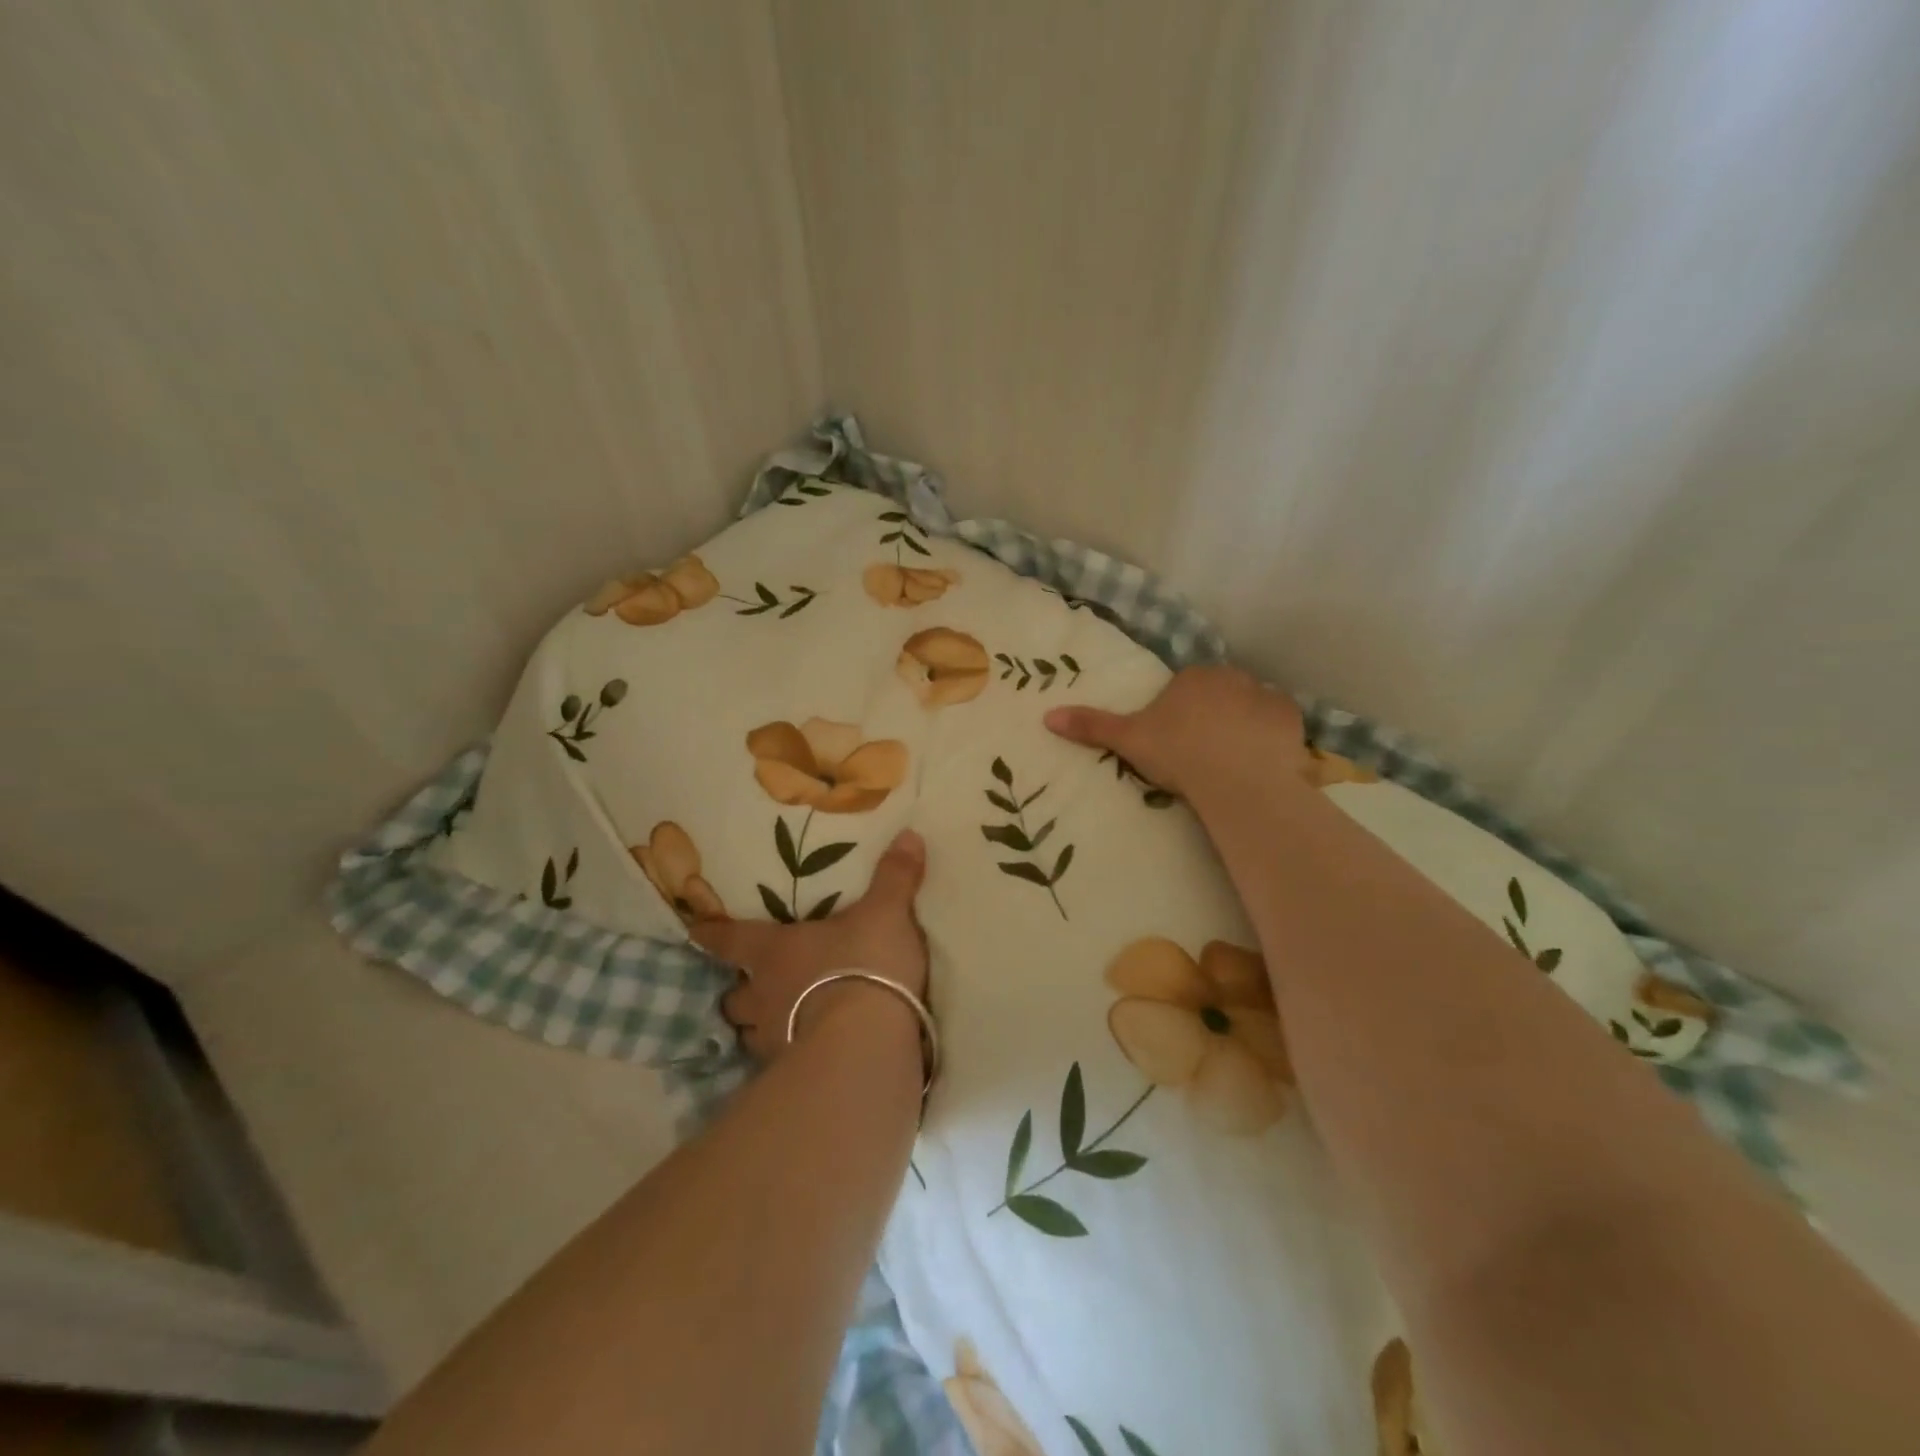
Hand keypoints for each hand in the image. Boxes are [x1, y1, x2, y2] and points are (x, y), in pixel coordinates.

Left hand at [692, 829, 928, 1063]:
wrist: (869, 1040)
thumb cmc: (866, 963)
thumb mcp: (887, 913)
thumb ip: (895, 877)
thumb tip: (909, 834)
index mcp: (776, 950)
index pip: (732, 939)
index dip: (712, 934)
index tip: (694, 931)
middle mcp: (765, 994)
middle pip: (735, 997)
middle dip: (739, 992)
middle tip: (752, 987)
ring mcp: (774, 1038)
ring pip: (749, 1034)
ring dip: (758, 1027)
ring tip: (775, 1024)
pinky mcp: (793, 1072)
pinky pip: (778, 1062)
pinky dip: (786, 1057)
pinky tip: (803, 1056)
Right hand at [1044, 665, 1306, 798]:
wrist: (1236, 779)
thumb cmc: (1178, 753)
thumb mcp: (1129, 740)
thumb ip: (1092, 726)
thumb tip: (1047, 716)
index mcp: (1191, 677)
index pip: (1184, 689)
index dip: (1179, 716)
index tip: (1175, 744)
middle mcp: (1231, 677)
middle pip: (1219, 696)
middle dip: (1212, 718)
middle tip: (1201, 756)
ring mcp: (1265, 695)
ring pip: (1249, 709)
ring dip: (1242, 728)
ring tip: (1232, 765)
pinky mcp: (1291, 719)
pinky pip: (1277, 725)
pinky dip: (1270, 740)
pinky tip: (1260, 764)